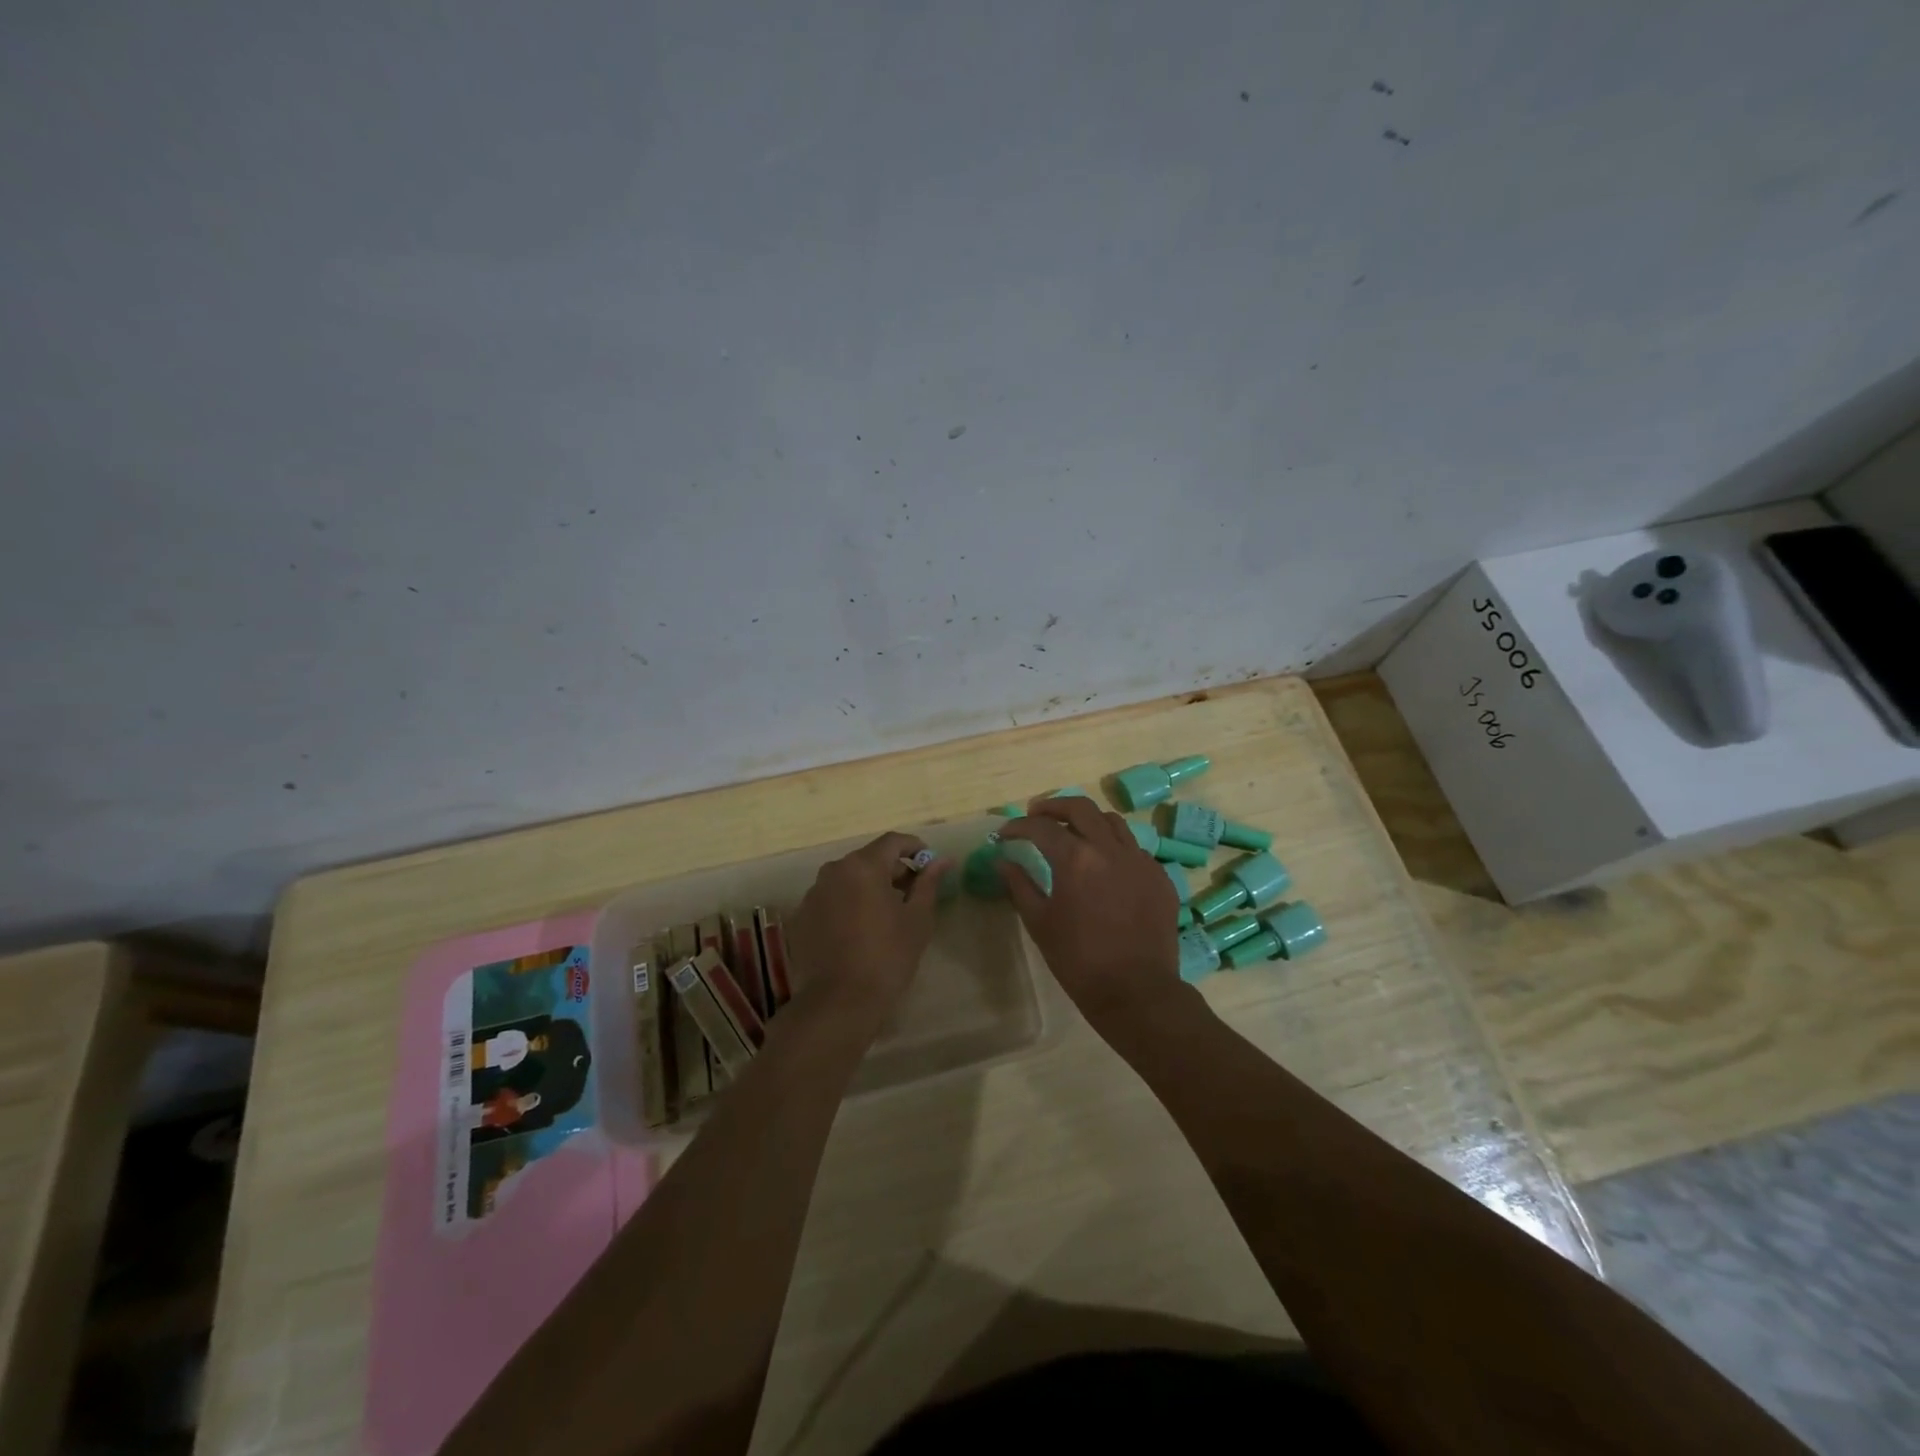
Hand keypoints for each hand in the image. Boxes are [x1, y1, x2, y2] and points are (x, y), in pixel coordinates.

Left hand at [786, 831, 951, 1024]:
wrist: (839, 1002)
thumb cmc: (887, 957)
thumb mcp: (917, 919)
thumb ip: (928, 883)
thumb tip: (942, 861)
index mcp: (863, 866)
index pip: (892, 841)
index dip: (914, 848)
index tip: (929, 864)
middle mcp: (833, 871)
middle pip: (869, 859)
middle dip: (893, 870)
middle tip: (913, 894)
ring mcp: (813, 894)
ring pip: (848, 879)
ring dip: (869, 887)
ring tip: (887, 914)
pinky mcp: (801, 917)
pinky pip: (831, 899)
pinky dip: (848, 904)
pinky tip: (860, 931)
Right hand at [996, 796, 1182, 1036]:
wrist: (1137, 991)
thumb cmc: (1079, 960)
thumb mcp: (1040, 923)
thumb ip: (1019, 886)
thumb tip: (1003, 861)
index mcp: (1076, 859)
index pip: (1041, 827)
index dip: (1018, 826)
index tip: (1005, 834)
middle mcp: (1110, 849)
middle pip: (1080, 807)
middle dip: (1053, 806)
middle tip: (1036, 815)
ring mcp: (1140, 860)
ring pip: (1112, 821)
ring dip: (1087, 820)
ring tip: (1072, 831)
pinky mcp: (1159, 877)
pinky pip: (1133, 848)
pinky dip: (1113, 846)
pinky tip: (1104, 865)